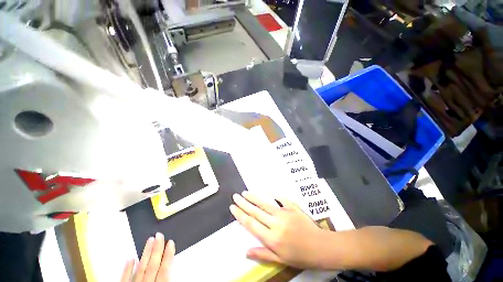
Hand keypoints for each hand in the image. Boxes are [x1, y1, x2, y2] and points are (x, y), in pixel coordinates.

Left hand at [121, 233, 174, 281]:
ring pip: (141, 268)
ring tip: (149, 240)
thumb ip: (170, 278)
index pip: (165, 269)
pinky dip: (127, 269)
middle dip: (157, 249)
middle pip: (153, 265)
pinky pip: (125, 279)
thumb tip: (180, 270)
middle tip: (159, 235)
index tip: (170, 242)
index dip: (169, 255)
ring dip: (146, 254)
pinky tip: (130, 259)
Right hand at [230, 191, 325, 268]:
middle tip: (235, 196)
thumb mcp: (280, 260)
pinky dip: (273, 193)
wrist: (320, 247)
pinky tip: (266, 189)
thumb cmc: (300, 256)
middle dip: (243, 203)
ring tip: (245, 192)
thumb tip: (245, 251)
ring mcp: (284, 214)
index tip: (233, 207)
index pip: (251, 224)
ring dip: (254, 197)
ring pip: (265, 203)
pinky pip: (281, 198)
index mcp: (271, 238)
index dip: (240, 215)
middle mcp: (275, 224)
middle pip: (255, 211)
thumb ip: (262, 254)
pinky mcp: (292, 208)